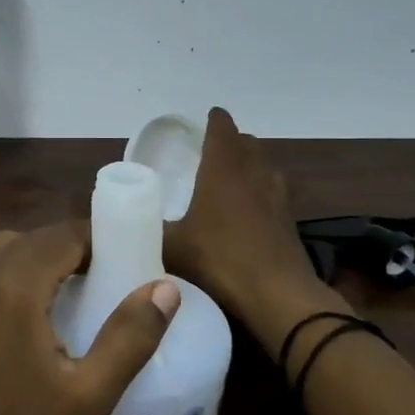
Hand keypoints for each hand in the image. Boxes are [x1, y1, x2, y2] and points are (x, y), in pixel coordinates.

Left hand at [0, 222, 180, 414]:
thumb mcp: (90, 394)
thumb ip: (131, 336)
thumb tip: (166, 288)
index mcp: (14, 285)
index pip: (65, 235)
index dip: (100, 239)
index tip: (128, 256)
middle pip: (35, 237)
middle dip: (72, 246)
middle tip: (106, 275)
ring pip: (5, 248)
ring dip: (40, 256)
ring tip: (70, 290)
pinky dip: (10, 271)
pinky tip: (26, 311)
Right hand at [163, 108, 325, 341]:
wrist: (277, 295)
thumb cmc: (220, 259)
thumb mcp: (172, 247)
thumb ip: (148, 230)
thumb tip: (124, 224)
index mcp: (223, 168)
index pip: (223, 128)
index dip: (214, 120)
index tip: (204, 120)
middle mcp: (254, 173)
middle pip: (247, 143)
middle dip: (230, 142)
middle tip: (209, 152)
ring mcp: (277, 196)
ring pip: (264, 166)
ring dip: (249, 165)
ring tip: (229, 179)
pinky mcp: (289, 221)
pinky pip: (274, 192)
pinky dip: (260, 192)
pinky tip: (248, 213)